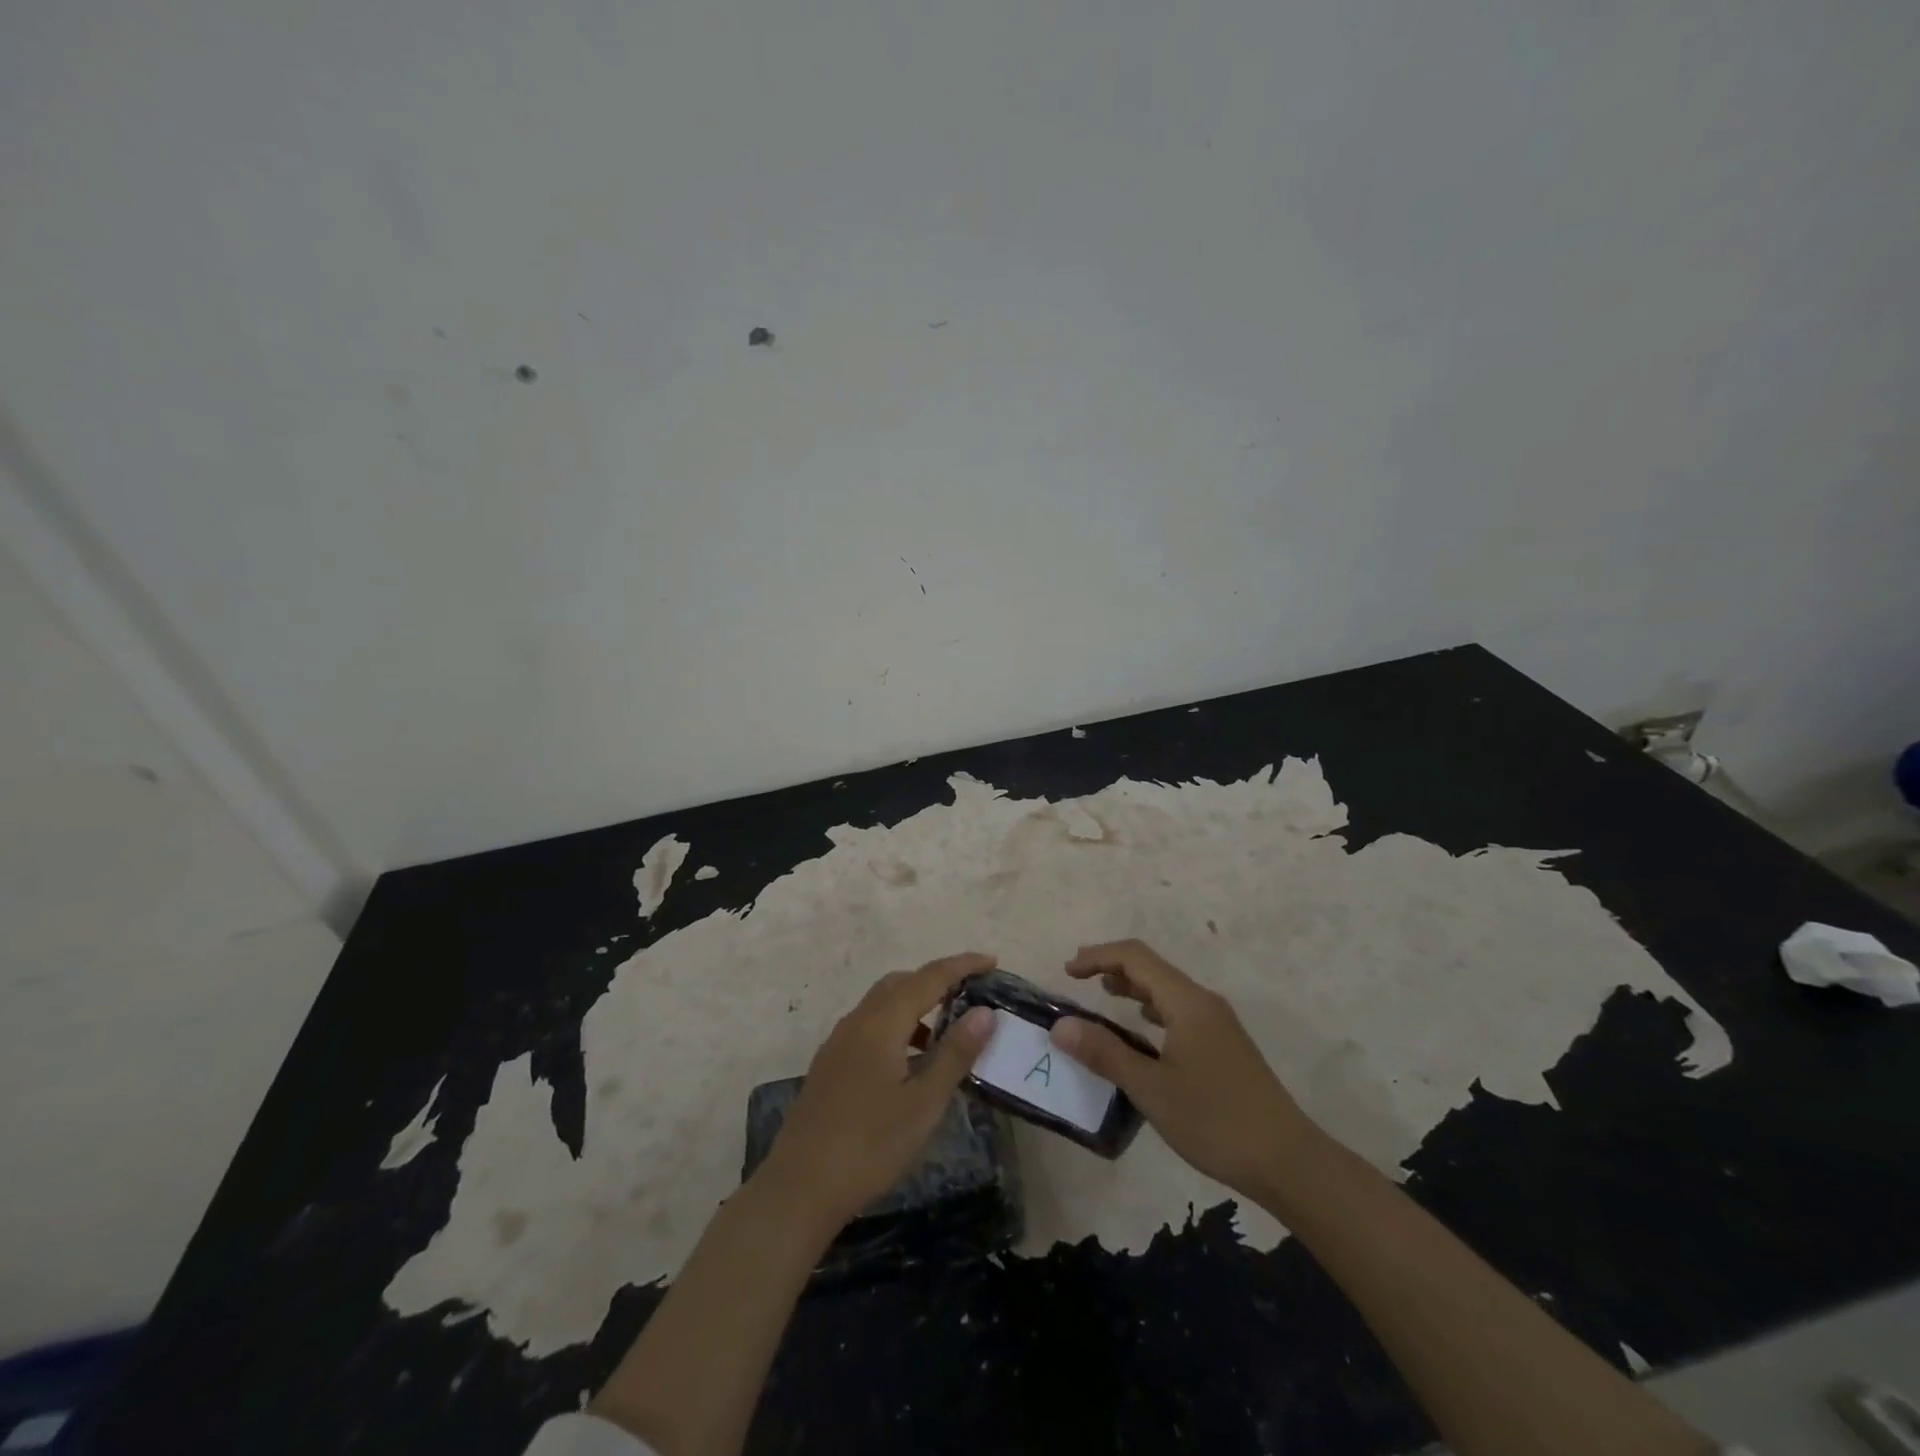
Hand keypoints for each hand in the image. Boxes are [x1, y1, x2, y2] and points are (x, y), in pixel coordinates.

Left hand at [758, 953, 998, 1231]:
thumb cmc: (869, 1146)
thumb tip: (984, 1012)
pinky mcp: (830, 1064)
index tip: (992, 961)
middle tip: (971, 992)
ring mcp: (838, 1042)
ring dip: (916, 1002)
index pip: (929, 978)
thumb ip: (955, 1054)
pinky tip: (910, 1059)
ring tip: (946, 1029)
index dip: (962, 966)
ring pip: (882, 1002)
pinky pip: (870, 1024)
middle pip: (902, 982)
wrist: (799, 1188)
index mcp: (882, 1023)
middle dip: (937, 979)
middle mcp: (857, 1021)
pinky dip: (897, 1023)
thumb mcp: (923, 1104)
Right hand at [1050, 939, 1315, 1199]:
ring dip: (1132, 986)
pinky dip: (1151, 1009)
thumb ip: (1104, 1052)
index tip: (1067, 971)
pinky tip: (1142, 1029)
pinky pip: (1179, 1010)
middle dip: (1112, 967)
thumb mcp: (1151, 1088)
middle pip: (1152, 967)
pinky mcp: (1224, 1046)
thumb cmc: (1215, 1120)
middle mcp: (1203, 1002)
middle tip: (1078, 980)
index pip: (1135, 957)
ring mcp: (1218, 1024)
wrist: (1288, 1162)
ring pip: (1167, 990)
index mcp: (1187, 1002)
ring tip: (1103, 997)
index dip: (1098, 956)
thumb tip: (1060, 1026)